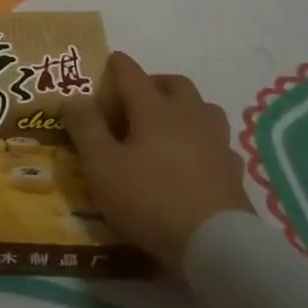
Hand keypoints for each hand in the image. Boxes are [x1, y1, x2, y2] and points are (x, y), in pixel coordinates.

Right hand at [67, 51, 252, 271]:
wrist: (216, 247)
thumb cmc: (150, 199)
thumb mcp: (102, 165)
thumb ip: (86, 128)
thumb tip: (73, 98)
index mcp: (154, 109)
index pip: (132, 74)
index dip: (118, 65)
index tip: (110, 60)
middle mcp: (188, 116)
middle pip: (175, 84)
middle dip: (156, 83)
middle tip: (138, 97)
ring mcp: (216, 143)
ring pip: (205, 109)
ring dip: (187, 108)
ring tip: (171, 125)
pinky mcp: (234, 173)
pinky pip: (221, 146)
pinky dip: (207, 144)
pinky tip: (199, 160)